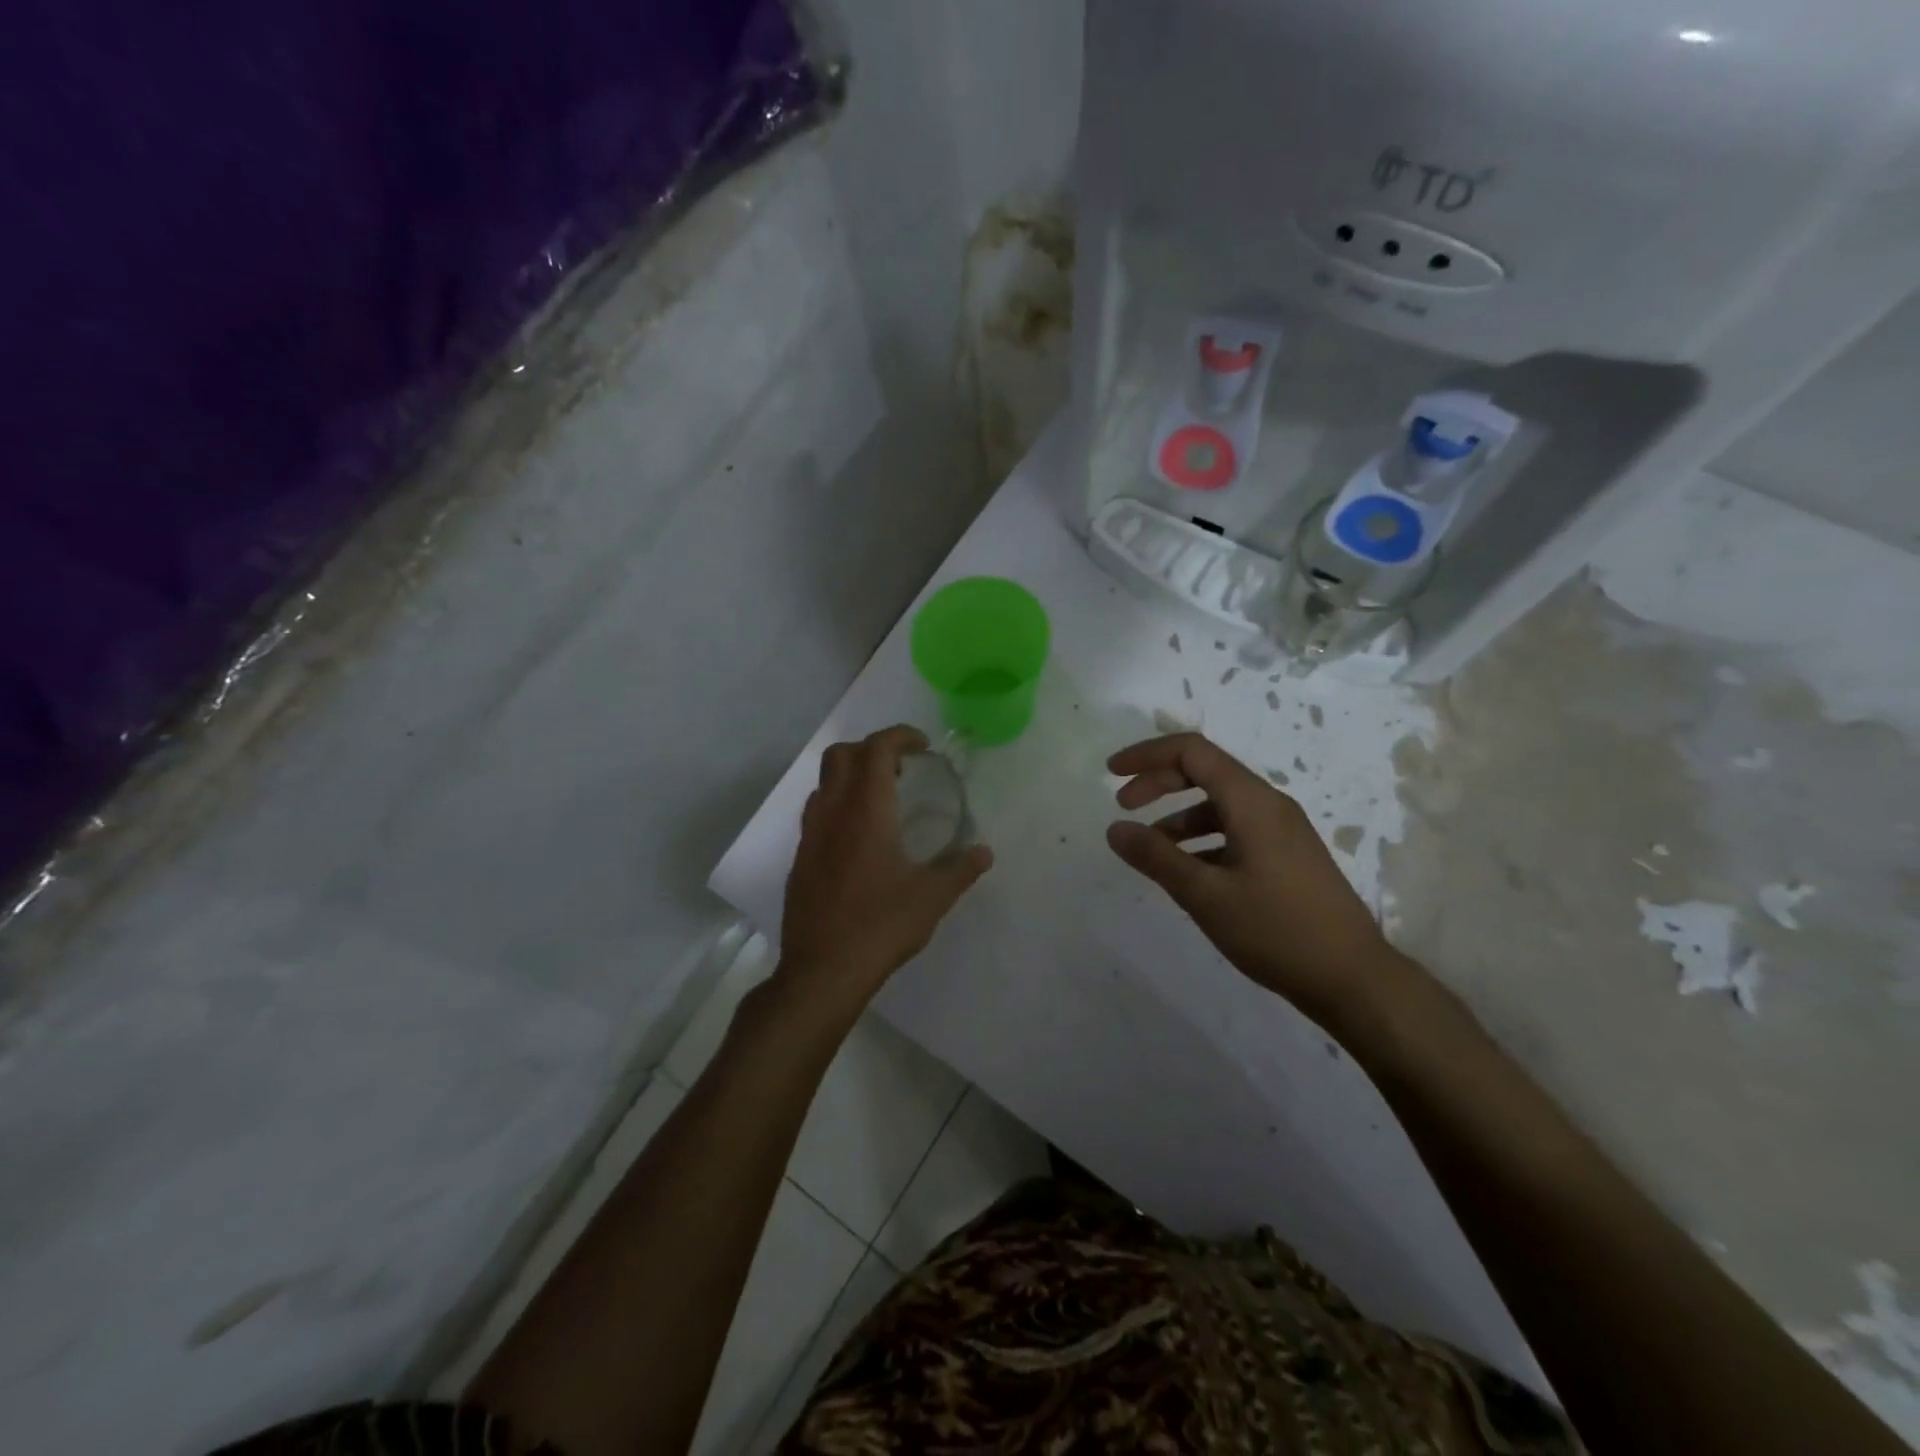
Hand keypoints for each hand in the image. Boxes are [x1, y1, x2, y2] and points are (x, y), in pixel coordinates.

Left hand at [778, 726, 993, 1012]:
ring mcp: (810, 836)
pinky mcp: (800, 860)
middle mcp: (832, 812)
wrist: (822, 971)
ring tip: (882, 802)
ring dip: (851, 777)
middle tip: (901, 771)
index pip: (876, 749)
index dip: (899, 737)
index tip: (922, 747)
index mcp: (865, 811)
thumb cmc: (880, 926)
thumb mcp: (932, 898)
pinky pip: (817, 814)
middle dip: (871, 750)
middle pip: (840, 755)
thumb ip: (960, 869)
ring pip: (824, 783)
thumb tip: (984, 852)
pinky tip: (860, 841)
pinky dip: (839, 807)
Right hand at [1104, 732, 1414, 1026]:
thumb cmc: (1277, 930)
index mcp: (1252, 802)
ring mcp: (1282, 831)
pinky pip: (1236, 829)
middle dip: (1159, 782)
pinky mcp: (1288, 856)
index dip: (1147, 755)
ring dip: (1179, 816)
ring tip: (1151, 849)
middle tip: (1123, 805)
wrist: (1354, 979)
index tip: (1112, 774)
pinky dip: (1203, 839)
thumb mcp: (1205, 895)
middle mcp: (1269, 805)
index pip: (1192, 752)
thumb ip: (1156, 857)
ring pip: (1220, 804)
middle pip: (1205, 771)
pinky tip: (1189, 871)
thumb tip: (1115, 829)